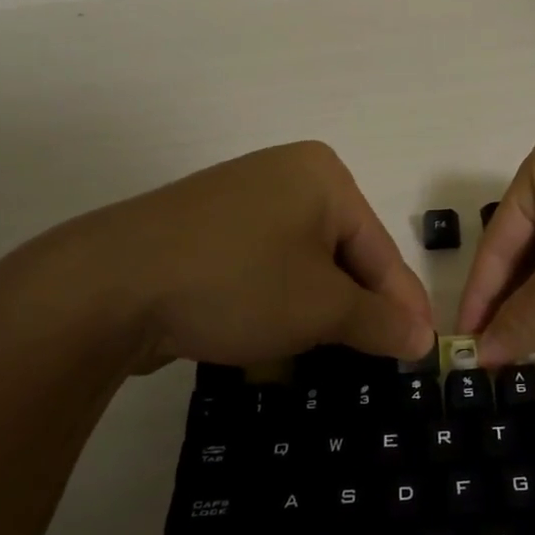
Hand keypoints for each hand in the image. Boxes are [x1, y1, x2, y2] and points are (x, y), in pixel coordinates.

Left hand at [14, 141, 433, 371]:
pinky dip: (277, 301)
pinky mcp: (205, 230)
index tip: (425, 350)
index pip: (380, 249)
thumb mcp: (320, 308)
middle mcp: (284, 175)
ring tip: (333, 355)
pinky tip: (277, 336)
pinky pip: (263, 266)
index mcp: (323, 176)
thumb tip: (423, 339)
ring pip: (302, 264)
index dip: (405, 305)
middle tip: (381, 359)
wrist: (109, 286)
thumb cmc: (237, 283)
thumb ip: (379, 321)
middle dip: (358, 308)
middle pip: (343, 253)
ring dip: (318, 310)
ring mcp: (240, 200)